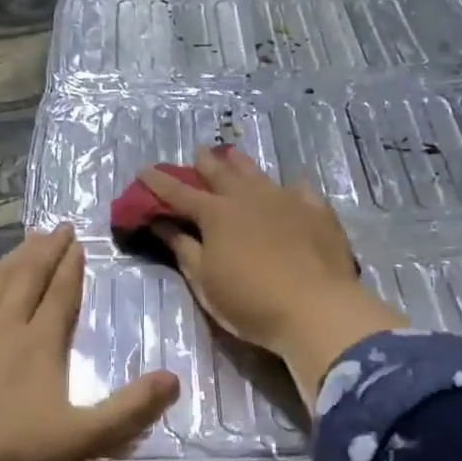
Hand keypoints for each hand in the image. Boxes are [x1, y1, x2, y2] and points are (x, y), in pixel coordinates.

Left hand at [0, 225, 180, 460]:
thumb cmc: (12, 452)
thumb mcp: (83, 438)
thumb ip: (130, 409)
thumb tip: (175, 379)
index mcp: (41, 343)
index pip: (62, 294)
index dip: (72, 267)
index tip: (78, 241)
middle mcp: (4, 327)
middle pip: (28, 279)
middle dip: (46, 252)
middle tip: (57, 227)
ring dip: (11, 260)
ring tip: (25, 240)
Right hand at [141, 147, 406, 402]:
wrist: (316, 309)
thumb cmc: (250, 301)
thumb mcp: (205, 281)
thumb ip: (183, 248)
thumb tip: (161, 223)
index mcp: (216, 215)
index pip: (180, 193)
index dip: (160, 183)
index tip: (145, 171)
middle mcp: (248, 198)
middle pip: (221, 173)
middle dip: (204, 163)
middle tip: (197, 152)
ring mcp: (285, 200)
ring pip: (258, 174)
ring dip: (241, 164)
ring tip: (233, 154)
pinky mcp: (316, 211)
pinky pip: (300, 190)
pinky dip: (290, 187)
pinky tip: (293, 186)